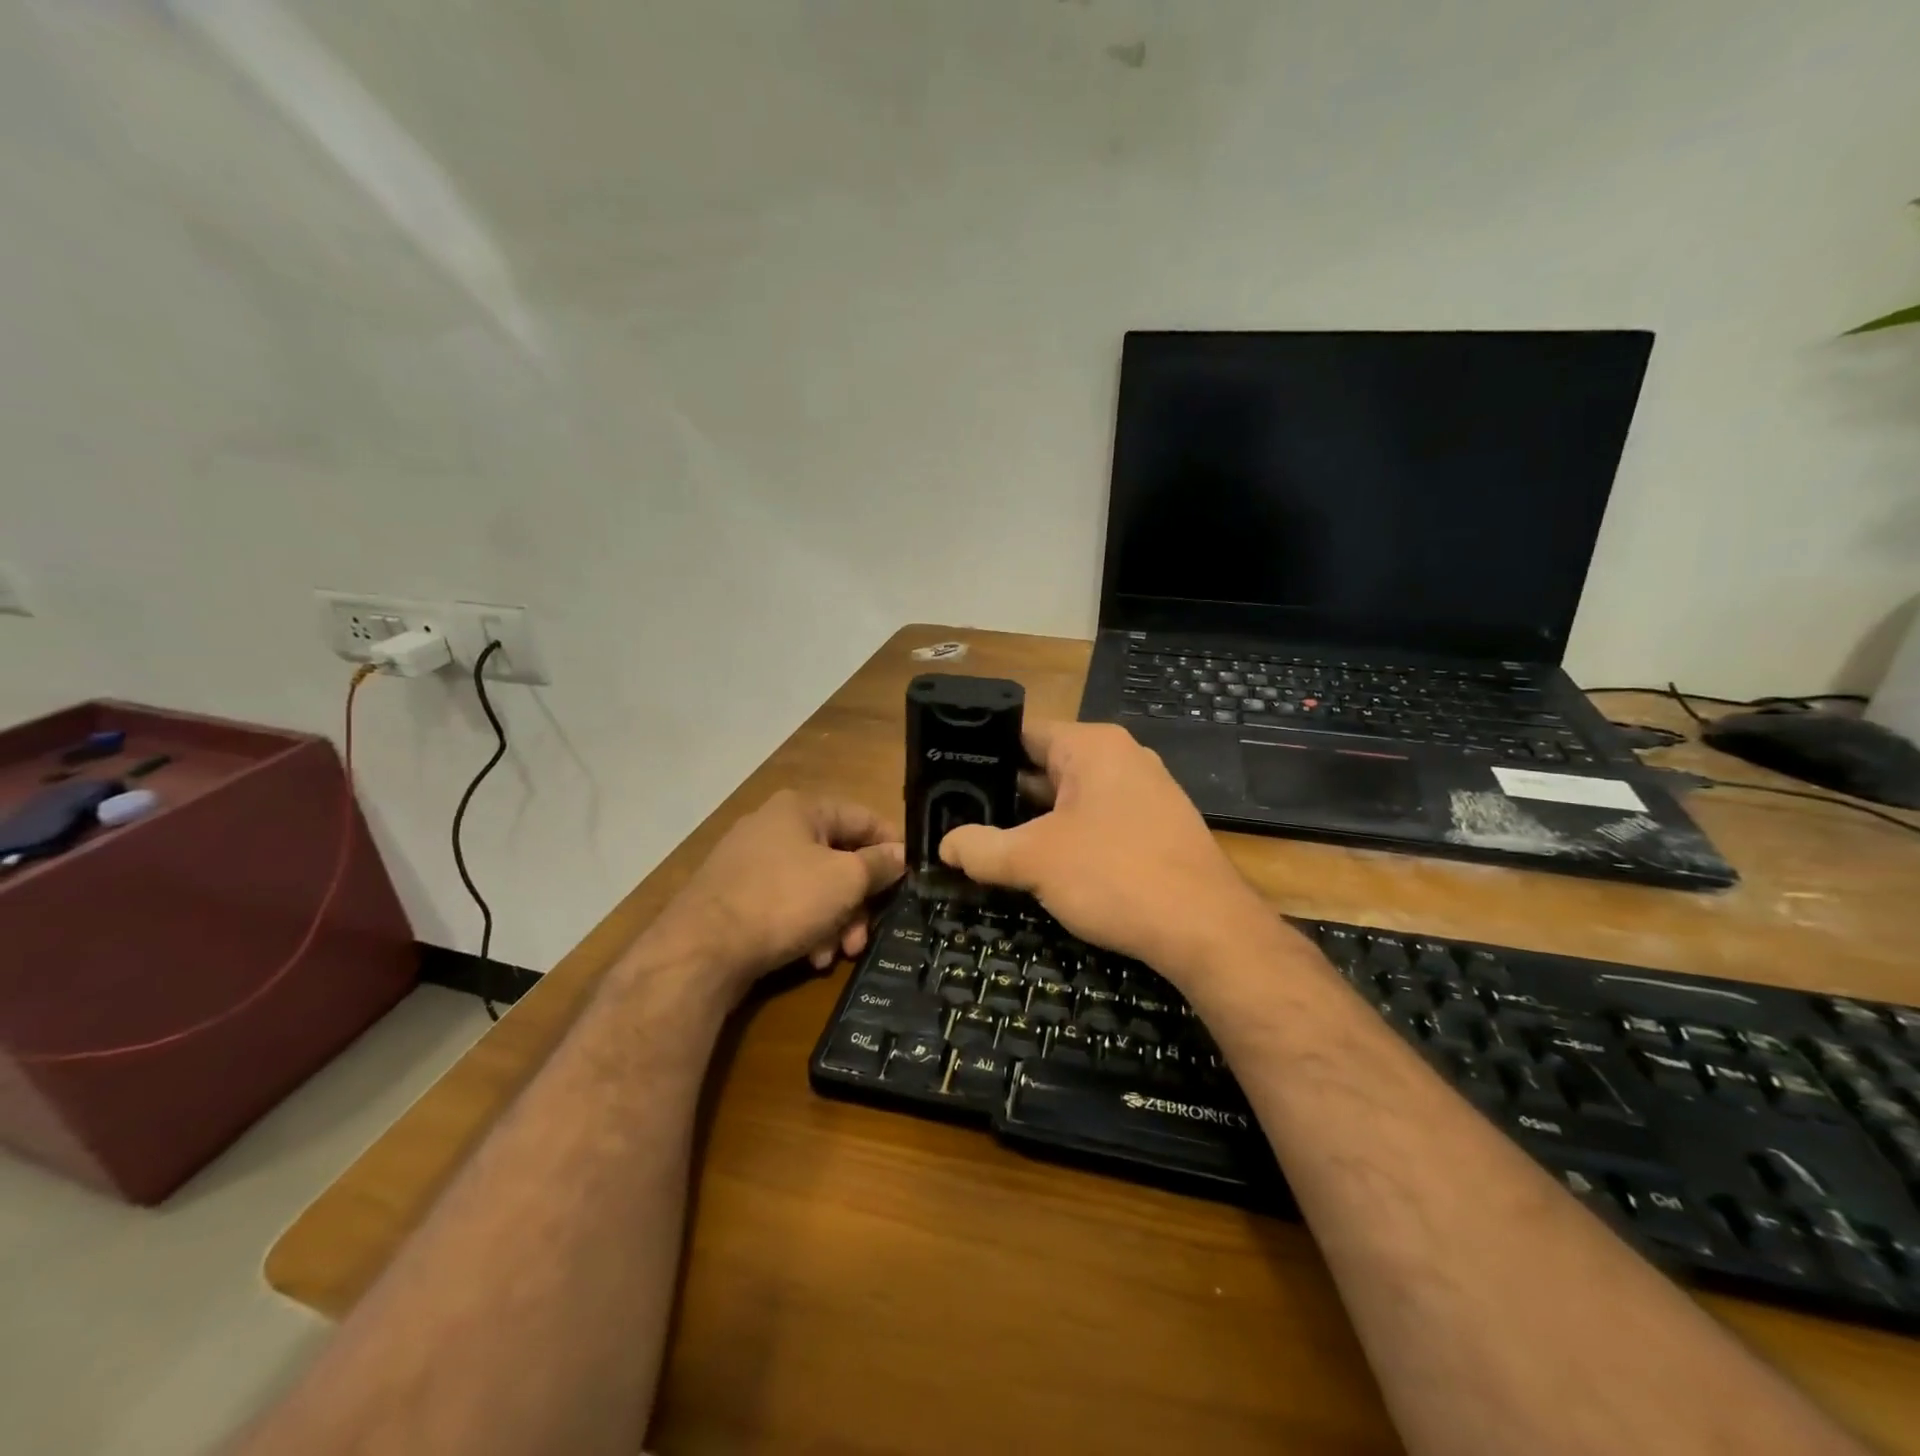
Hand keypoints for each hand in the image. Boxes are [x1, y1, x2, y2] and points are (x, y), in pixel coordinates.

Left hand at [648, 790, 906, 1004]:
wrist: (701, 950)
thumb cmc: (784, 901)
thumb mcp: (844, 881)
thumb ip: (878, 864)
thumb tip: (901, 854)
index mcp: (801, 808)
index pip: (863, 818)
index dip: (892, 847)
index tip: (911, 879)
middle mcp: (774, 826)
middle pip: (838, 859)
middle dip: (858, 902)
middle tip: (866, 935)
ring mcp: (751, 861)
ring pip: (814, 887)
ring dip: (834, 921)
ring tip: (836, 955)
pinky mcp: (736, 895)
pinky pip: (786, 904)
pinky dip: (805, 928)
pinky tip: (810, 957)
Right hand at [938, 721, 1278, 985]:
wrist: (1206, 930)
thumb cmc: (1115, 876)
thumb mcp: (1034, 861)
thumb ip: (982, 849)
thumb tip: (946, 846)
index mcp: (1092, 746)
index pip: (1023, 733)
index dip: (982, 755)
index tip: (948, 779)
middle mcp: (1122, 758)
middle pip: (1047, 766)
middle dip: (1006, 794)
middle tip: (960, 816)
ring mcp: (1146, 793)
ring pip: (1073, 798)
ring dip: (1036, 821)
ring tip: (992, 843)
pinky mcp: (1158, 828)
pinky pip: (1100, 821)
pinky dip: (1070, 837)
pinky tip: (1046, 866)